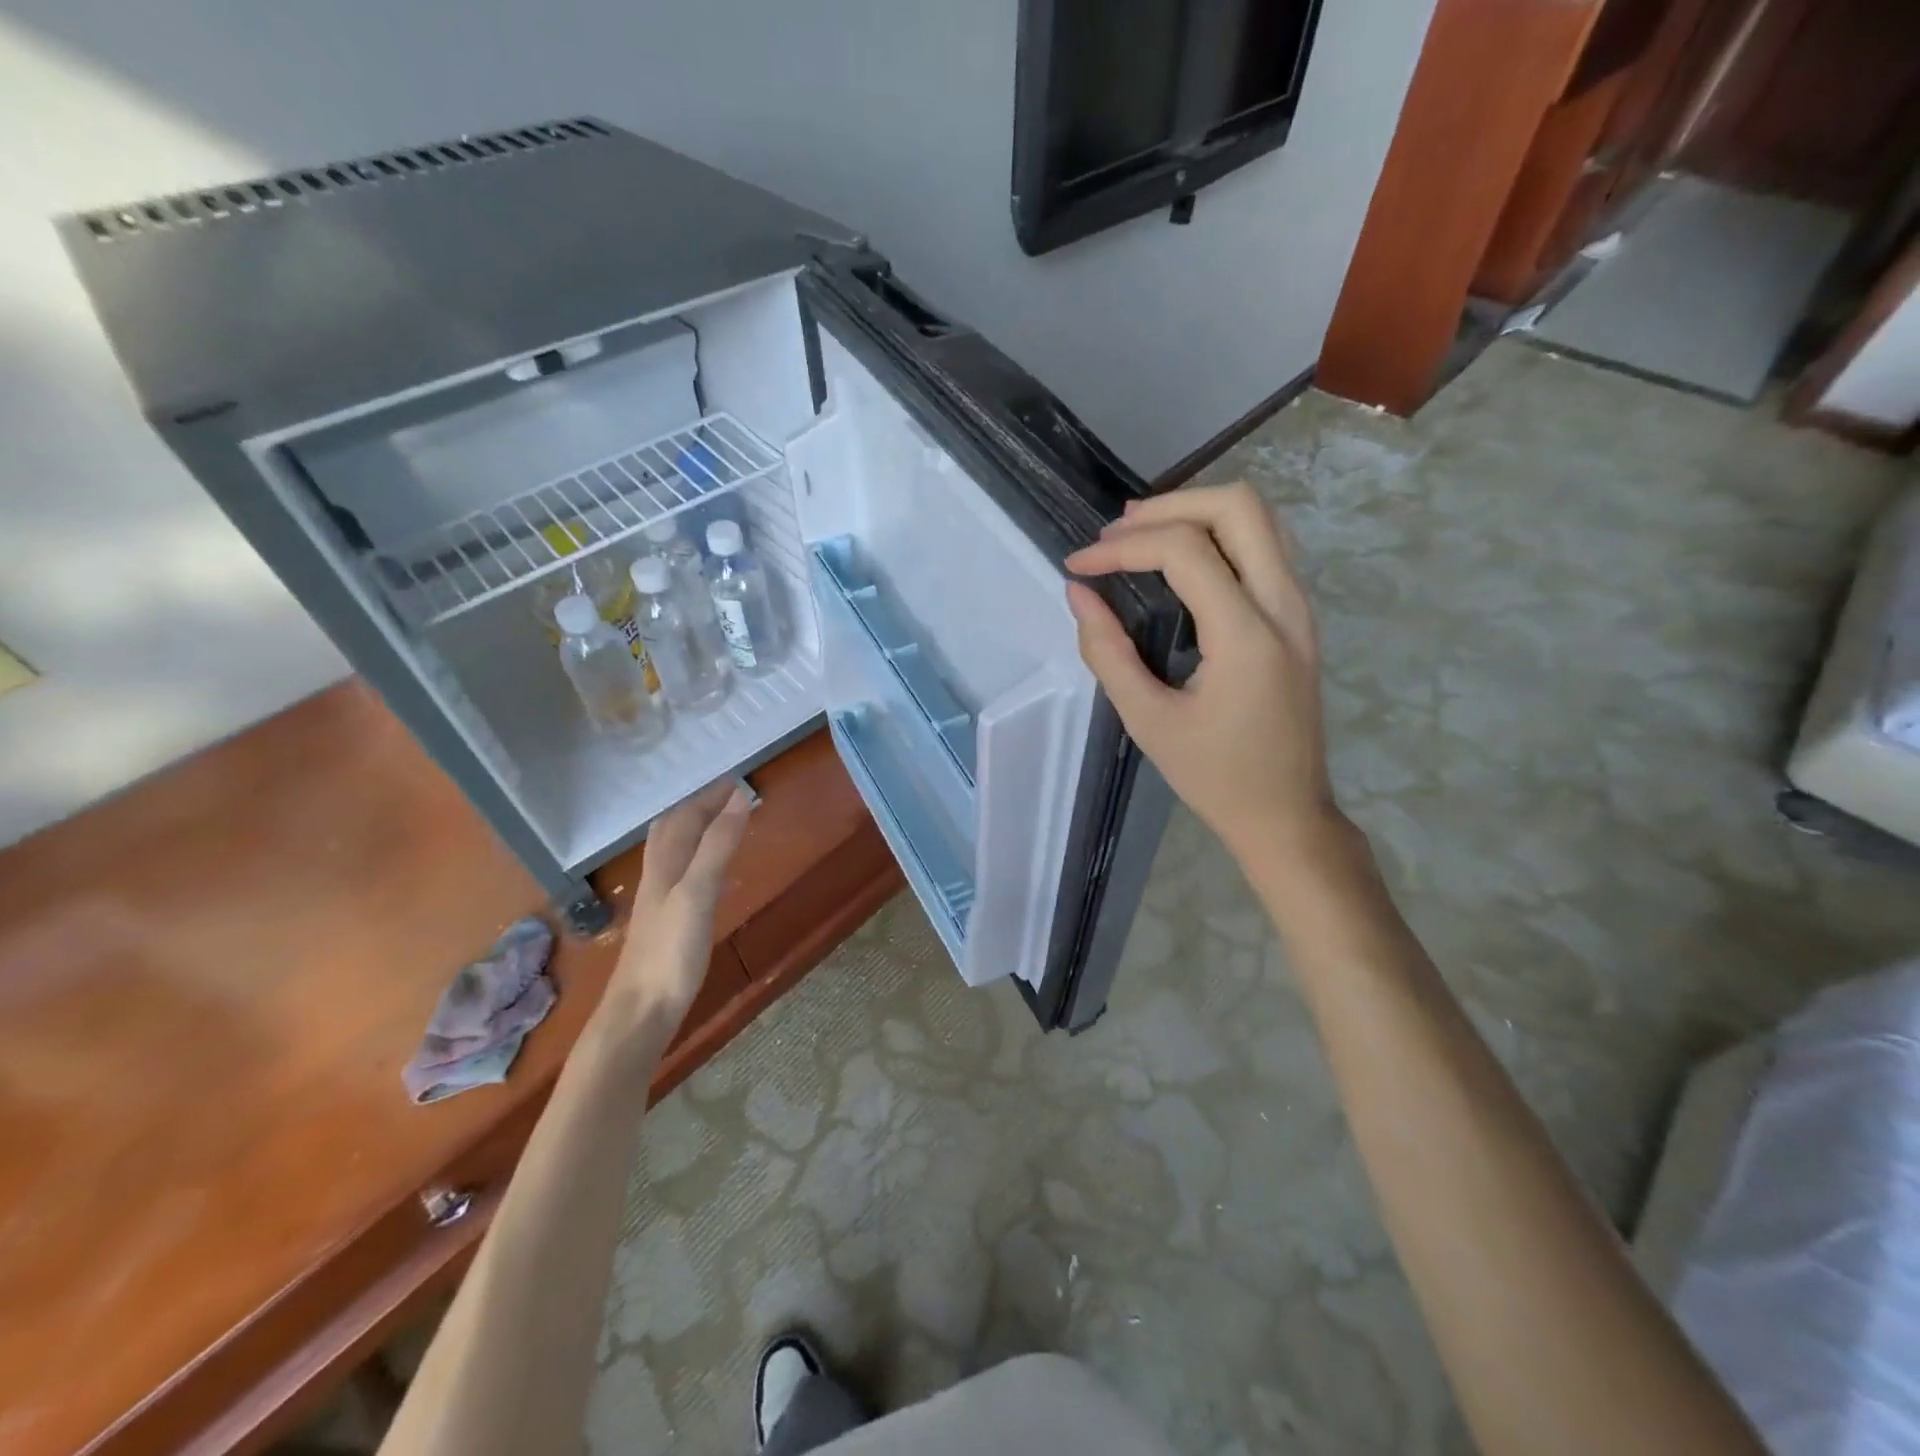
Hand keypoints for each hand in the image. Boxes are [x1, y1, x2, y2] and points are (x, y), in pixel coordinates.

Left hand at [603, 780, 751, 1033]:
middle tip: (731, 796)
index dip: (710, 796)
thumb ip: (719, 845)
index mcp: (665, 863)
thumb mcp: (699, 892)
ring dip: (697, 829)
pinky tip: (709, 871)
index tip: (739, 780)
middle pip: (674, 829)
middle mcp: (659, 874)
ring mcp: (661, 899)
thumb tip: (740, 796)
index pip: (685, 815)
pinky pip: (683, 873)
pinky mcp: (668, 920)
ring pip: (676, 850)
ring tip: (723, 822)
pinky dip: (699, 857)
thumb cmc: (671, 950)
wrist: (641, 1011)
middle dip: (699, 807)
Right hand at [1065, 483, 1342, 869]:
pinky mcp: (1297, 617)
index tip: (1079, 565)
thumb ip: (1106, 651)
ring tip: (1139, 535)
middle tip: (1115, 533)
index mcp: (1247, 635)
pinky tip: (1177, 560)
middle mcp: (1285, 606)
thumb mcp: (1147, 720)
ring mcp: (1300, 608)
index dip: (1122, 546)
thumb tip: (1078, 592)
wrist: (1286, 814)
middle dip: (1168, 505)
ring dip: (1196, 512)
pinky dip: (1217, 535)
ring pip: (1258, 518)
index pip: (1185, 550)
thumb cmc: (1214, 776)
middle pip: (1238, 505)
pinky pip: (1263, 547)